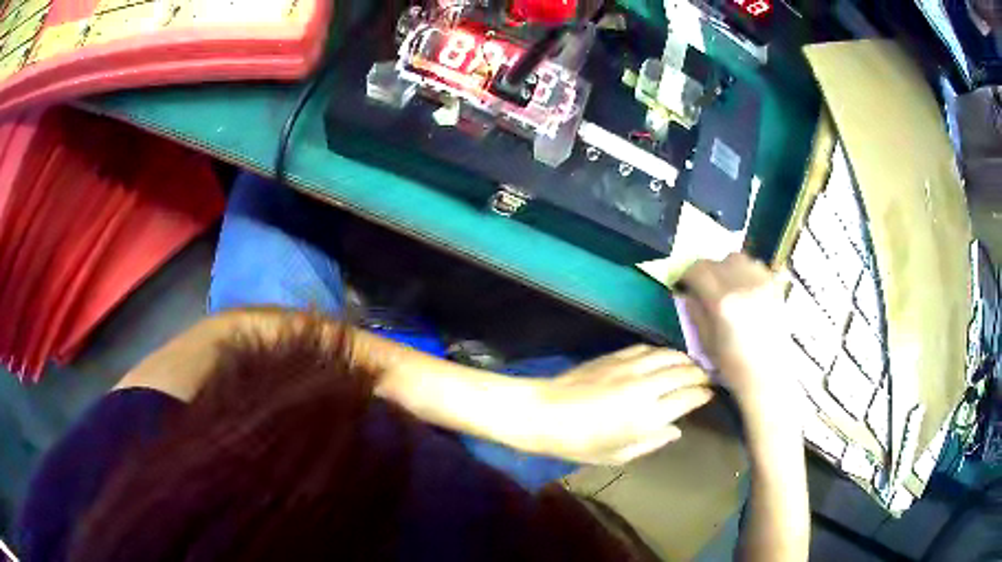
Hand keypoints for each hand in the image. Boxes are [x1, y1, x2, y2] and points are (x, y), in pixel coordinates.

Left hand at [529, 345, 712, 464]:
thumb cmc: (581, 443)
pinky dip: (661, 351)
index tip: (709, 394)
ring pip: (668, 355)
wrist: (545, 413)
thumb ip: (652, 441)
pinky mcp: (615, 356)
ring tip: (691, 365)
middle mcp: (644, 387)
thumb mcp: (618, 454)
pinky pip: (646, 348)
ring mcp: (630, 367)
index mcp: (647, 416)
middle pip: (683, 372)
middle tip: (706, 378)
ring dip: (684, 359)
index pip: (688, 397)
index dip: (703, 394)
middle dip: (700, 374)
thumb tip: (676, 430)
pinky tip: (664, 356)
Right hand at [679, 254, 801, 424]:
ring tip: (726, 285)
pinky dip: (746, 271)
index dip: (686, 274)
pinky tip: (745, 288)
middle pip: (717, 261)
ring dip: (726, 268)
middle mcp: (743, 285)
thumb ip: (695, 312)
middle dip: (705, 271)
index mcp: (722, 301)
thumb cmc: (734, 366)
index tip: (683, 284)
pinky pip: (756, 266)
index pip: (698, 270)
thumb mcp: (706, 342)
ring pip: (738, 258)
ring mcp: (762, 283)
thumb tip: (687, 293)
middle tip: (702, 287)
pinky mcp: (775, 287)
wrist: (768, 376)